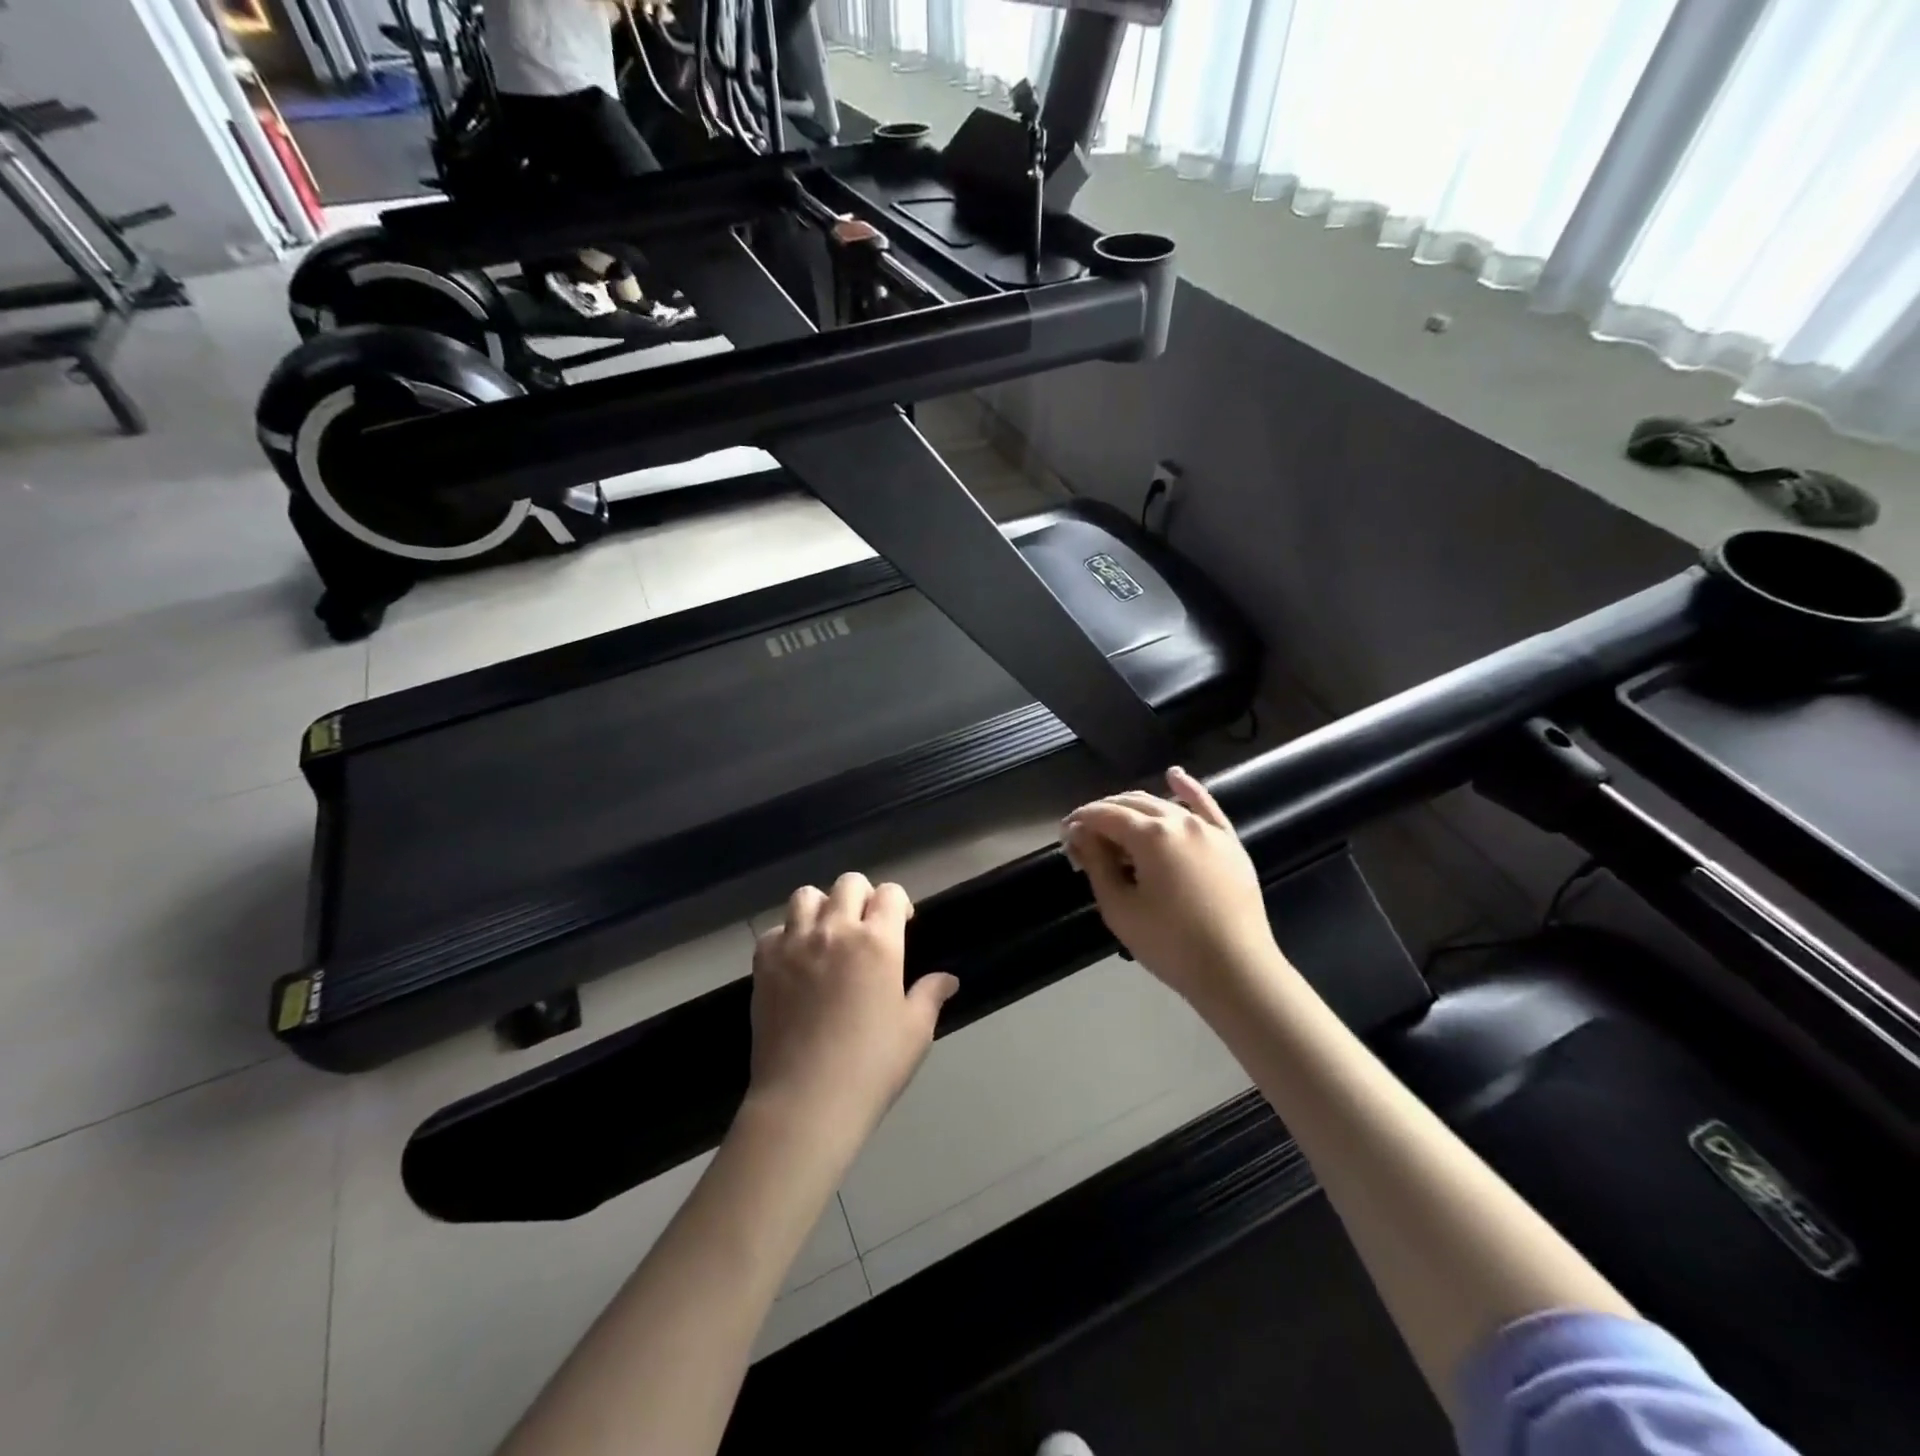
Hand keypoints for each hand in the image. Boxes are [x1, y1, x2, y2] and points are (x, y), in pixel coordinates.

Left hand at [746, 874, 959, 1140]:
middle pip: (849, 884)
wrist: (806, 1100)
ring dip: (822, 907)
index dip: (898, 903)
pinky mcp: (764, 963)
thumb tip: (948, 979)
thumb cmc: (871, 1066)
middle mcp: (835, 930)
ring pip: (806, 896)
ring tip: (827, 935)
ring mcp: (795, 944)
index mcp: (878, 941)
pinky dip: (787, 936)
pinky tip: (796, 961)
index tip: (901, 923)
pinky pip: (775, 930)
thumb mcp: (914, 1032)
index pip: (890, 893)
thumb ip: (930, 995)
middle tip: (866, 927)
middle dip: (863, 897)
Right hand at [1062, 767, 1281, 1003]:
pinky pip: (1206, 806)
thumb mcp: (1120, 908)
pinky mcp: (1229, 841)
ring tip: (1115, 825)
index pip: (1104, 815)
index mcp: (1151, 835)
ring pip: (1163, 803)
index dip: (1079, 820)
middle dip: (1103, 814)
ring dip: (1134, 808)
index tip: (1064, 835)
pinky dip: (1187, 789)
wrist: (1237, 971)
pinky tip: (1174, 776)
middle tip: (1085, 838)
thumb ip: (1097, 864)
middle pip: (1131, 804)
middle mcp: (1180, 821)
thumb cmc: (1170, 944)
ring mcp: (1208, 829)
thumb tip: (1080, 834)